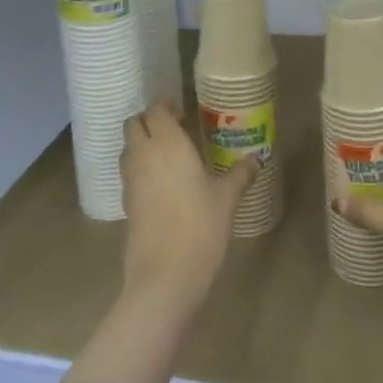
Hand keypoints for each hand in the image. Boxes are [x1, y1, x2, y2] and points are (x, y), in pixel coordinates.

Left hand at [119, 101, 254, 309]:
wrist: (165, 276)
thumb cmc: (200, 227)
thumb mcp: (227, 199)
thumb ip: (240, 174)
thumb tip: (256, 158)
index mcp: (168, 144)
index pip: (156, 110)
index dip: (165, 105)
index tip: (182, 110)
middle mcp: (143, 155)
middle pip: (133, 124)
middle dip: (149, 120)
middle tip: (174, 128)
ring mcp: (130, 180)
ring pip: (128, 148)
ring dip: (142, 143)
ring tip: (168, 154)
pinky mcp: (126, 203)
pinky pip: (129, 173)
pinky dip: (140, 168)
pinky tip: (161, 183)